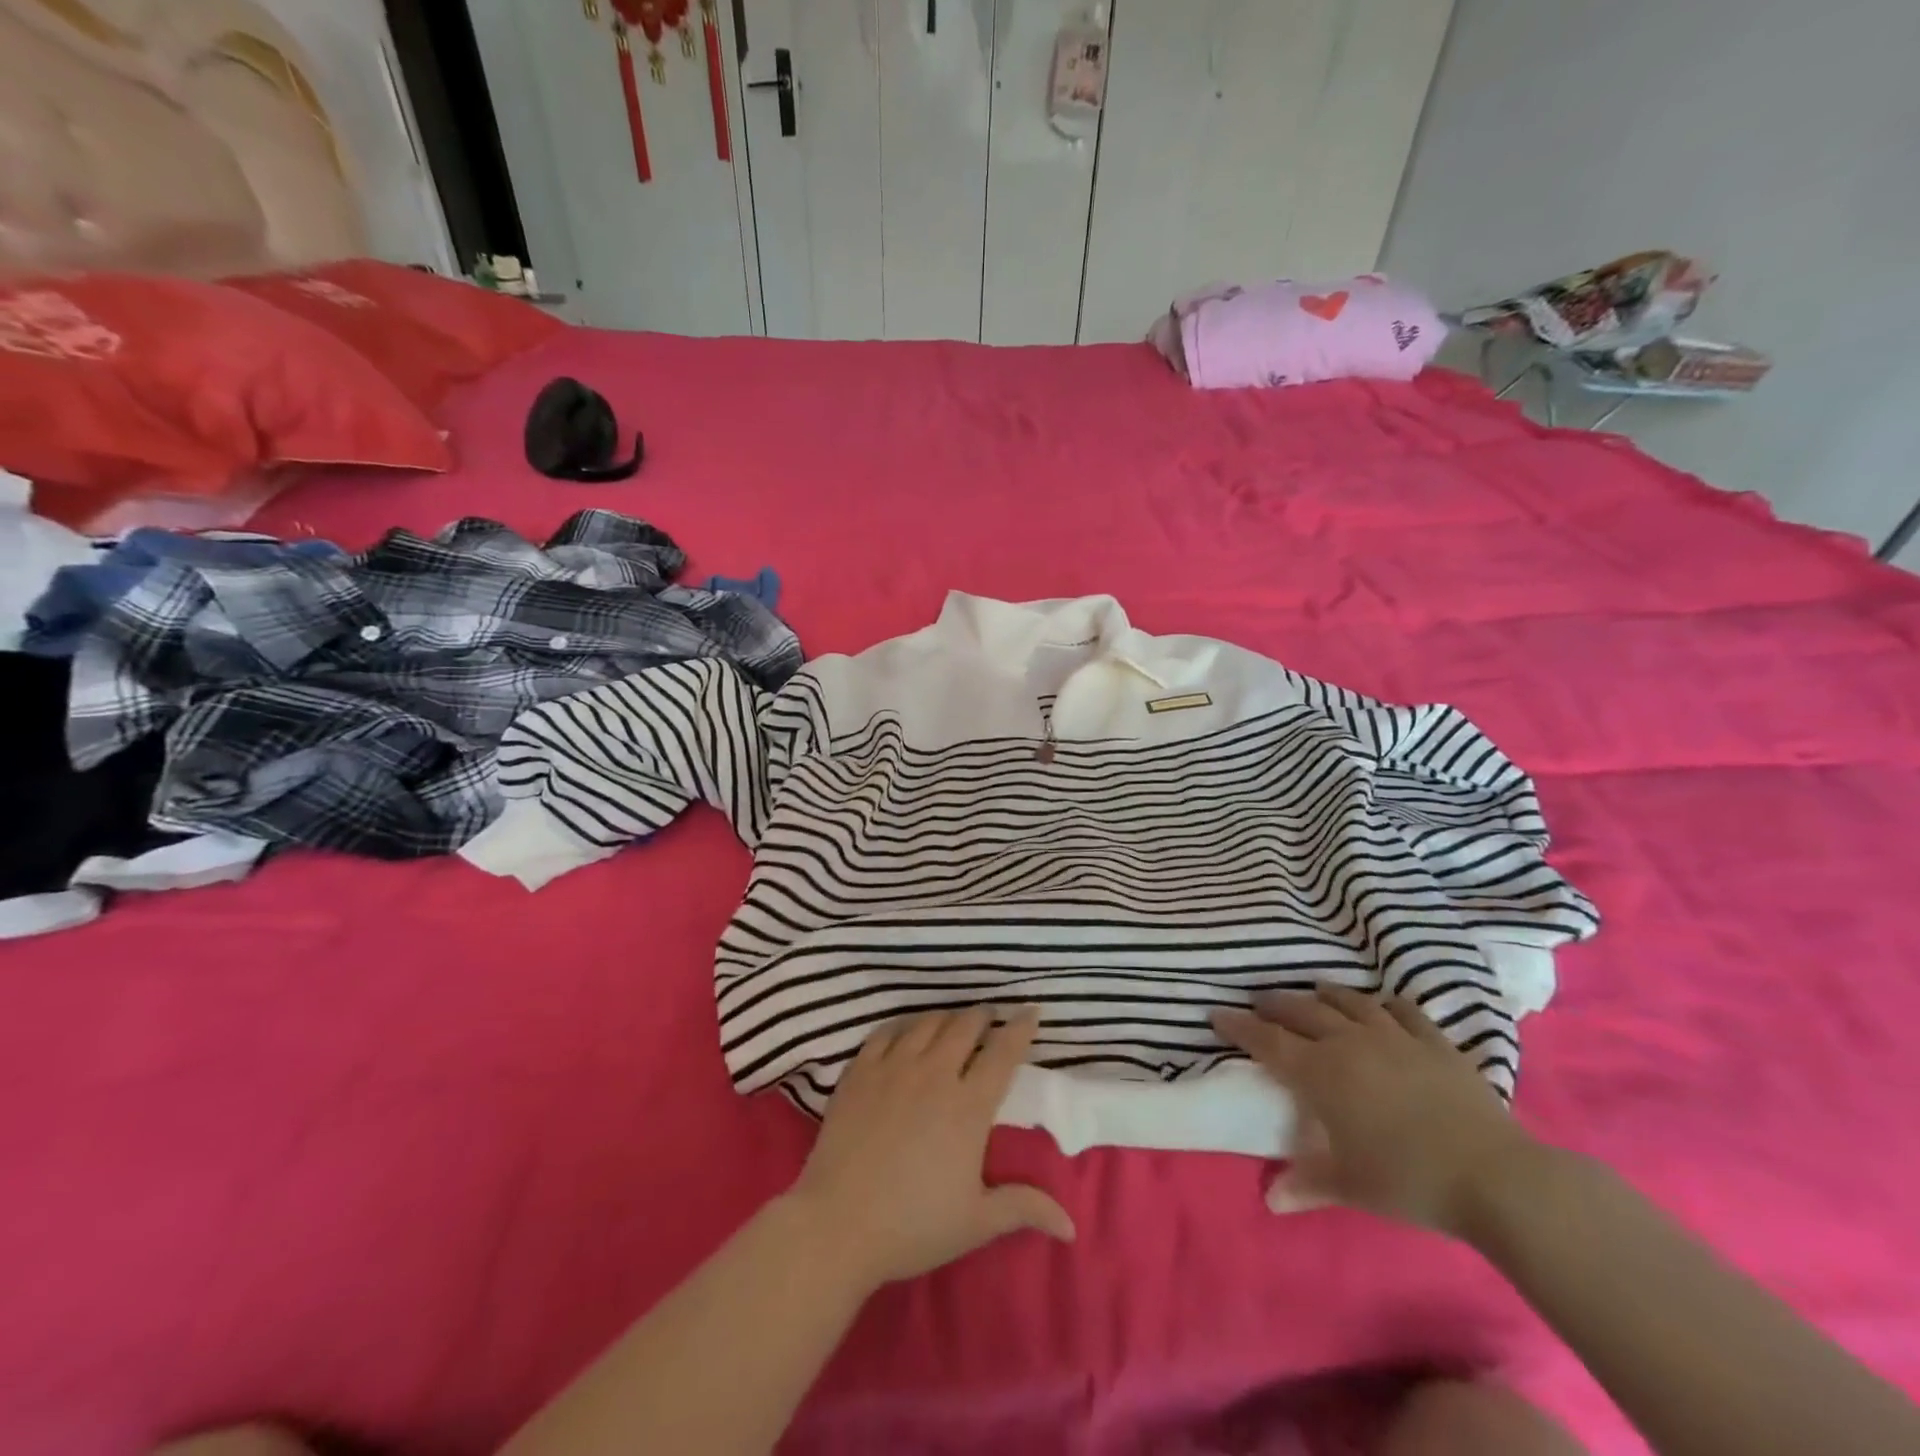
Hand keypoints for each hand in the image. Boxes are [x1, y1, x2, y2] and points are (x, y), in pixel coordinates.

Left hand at [788, 1007, 1075, 1290]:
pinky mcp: (859, 1071)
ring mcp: (893, 1067)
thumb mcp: (976, 1222)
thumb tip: (1072, 1225)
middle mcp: (934, 1074)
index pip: (1002, 1053)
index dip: (1020, 1028)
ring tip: (952, 1022)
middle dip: (982, 1016)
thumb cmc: (913, 1225)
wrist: (837, 1224)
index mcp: (968, 1105)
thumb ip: (1024, 1208)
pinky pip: (885, 1032)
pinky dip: (902, 1026)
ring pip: (926, 1023)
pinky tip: (905, 1031)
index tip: (1030, 1010)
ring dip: (946, 1018)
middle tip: (989, 1016)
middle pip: (964, 1026)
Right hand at [1211, 985, 1536, 1235]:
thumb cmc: (1409, 1181)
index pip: (1267, 1041)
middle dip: (1276, 1005)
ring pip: (1349, 1002)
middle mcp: (1349, 1043)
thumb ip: (1307, 1184)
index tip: (1217, 1013)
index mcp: (1320, 1073)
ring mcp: (1394, 1037)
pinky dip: (1384, 1003)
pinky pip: (1402, 1010)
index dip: (1239, 1026)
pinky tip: (1380, 1005)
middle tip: (1260, 1003)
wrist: (1495, 1177)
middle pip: (1302, 1012)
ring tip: (1313, 992)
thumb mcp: (1351, 1186)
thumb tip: (1271, 1198)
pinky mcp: (1434, 1042)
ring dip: (1325, 995)